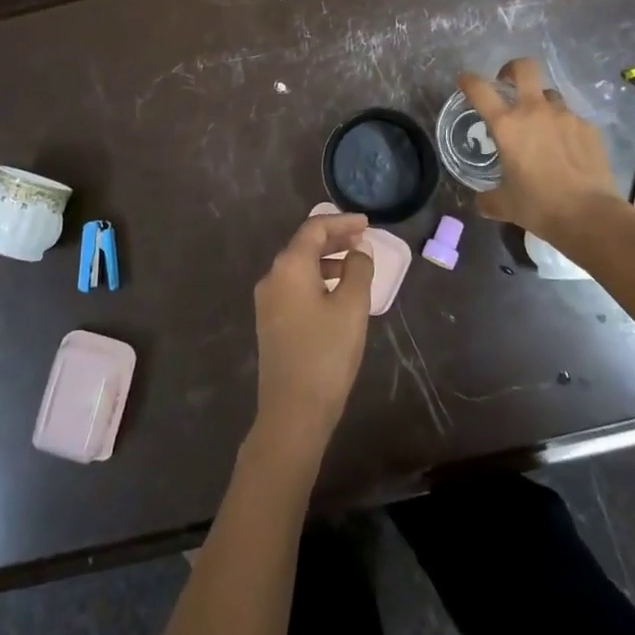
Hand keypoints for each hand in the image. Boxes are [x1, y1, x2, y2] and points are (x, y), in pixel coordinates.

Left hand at [251, 210, 372, 460]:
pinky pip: (295, 285)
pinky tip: (336, 292)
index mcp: (289, 266)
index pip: (314, 228)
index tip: (367, 223)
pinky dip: (317, 278)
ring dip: (326, 259)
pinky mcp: (270, 321)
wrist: (292, 412)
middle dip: (334, 238)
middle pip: (304, 245)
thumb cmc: (326, 354)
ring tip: (355, 265)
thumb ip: (358, 270)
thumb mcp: (351, 308)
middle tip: (363, 239)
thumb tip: (358, 251)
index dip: (342, 222)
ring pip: (299, 266)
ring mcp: (268, 300)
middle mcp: (272, 276)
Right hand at [459, 58, 626, 256]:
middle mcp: (535, 111)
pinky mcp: (589, 127)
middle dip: (512, 69)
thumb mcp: (504, 205)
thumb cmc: (539, 206)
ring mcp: (565, 116)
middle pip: (524, 68)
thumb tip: (481, 201)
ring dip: (541, 104)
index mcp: (507, 125)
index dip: (469, 80)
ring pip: (550, 95)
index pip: (480, 89)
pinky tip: (567, 149)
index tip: (465, 81)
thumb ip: (488, 198)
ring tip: (542, 127)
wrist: (590, 215)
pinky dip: (564, 127)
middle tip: (508, 83)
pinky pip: (571, 118)